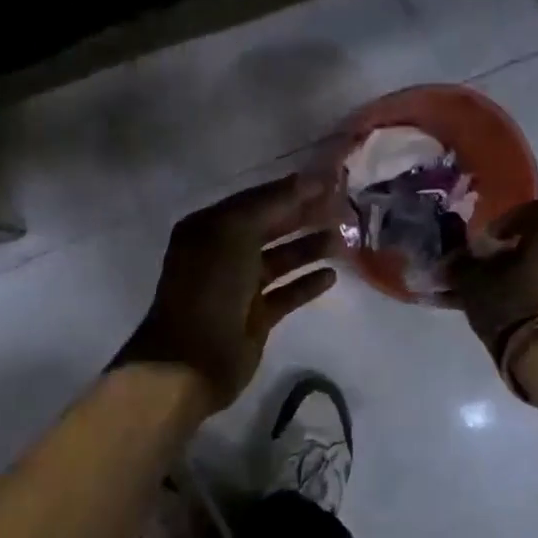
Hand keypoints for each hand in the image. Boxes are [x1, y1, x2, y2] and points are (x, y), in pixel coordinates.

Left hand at [116, 175, 337, 409]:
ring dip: (308, 249)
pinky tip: (331, 276)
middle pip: (269, 228)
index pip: (255, 201)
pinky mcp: (255, 317)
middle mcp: (222, 253)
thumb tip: (309, 179)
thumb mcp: (234, 233)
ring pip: (280, 260)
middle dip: (303, 217)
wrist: (193, 358)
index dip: (290, 191)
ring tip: (344, 240)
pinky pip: (285, 293)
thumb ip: (271, 204)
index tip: (329, 181)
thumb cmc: (209, 288)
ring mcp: (239, 287)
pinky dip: (306, 284)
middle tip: (344, 208)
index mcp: (209, 228)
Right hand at [448, 199, 537, 358]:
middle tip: (482, 264)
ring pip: (533, 271)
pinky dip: (512, 296)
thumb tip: (451, 255)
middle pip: (536, 244)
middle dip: (507, 252)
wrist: (535, 353)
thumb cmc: (506, 302)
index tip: (491, 235)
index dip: (515, 216)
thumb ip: (460, 262)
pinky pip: (534, 294)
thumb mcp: (471, 279)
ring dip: (508, 276)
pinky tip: (481, 310)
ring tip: (475, 292)